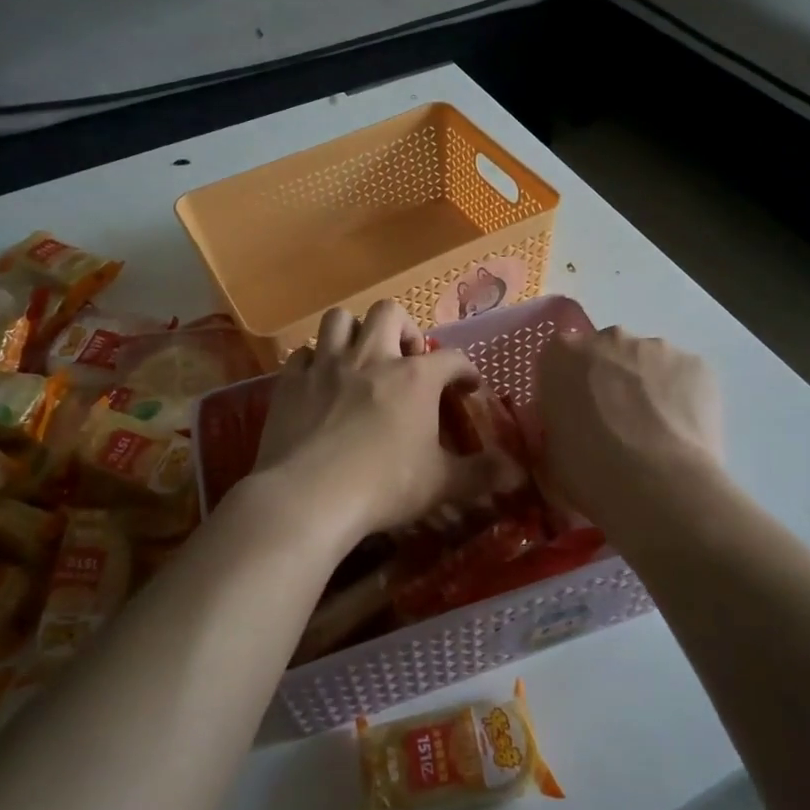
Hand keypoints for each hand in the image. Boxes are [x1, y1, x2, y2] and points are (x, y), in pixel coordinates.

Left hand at [252, 301, 515, 546]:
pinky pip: (302, 353)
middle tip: (407, 359)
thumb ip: (481, 474)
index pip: (451, 358)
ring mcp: (326, 365)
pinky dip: (314, 360)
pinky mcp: (291, 382)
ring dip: (354, 332)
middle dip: (403, 329)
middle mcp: (371, 358)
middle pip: (389, 313)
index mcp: (414, 378)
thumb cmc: (383, 486)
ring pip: (339, 320)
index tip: (467, 386)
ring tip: (361, 357)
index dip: (464, 370)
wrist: (308, 497)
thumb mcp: (441, 484)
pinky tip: (320, 380)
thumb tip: (518, 473)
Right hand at [537, 327, 723, 526]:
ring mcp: (656, 347)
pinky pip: (683, 377)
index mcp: (561, 354)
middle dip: (610, 379)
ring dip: (647, 387)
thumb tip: (570, 428)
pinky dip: (681, 398)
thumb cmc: (590, 471)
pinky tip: (682, 433)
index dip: (570, 387)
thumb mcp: (551, 454)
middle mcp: (608, 338)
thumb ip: (558, 426)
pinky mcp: (696, 364)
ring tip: (655, 433)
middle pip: (606, 352)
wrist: (659, 486)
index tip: (577, 414)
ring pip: (648, 362)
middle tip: (616, 422)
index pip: (560, 360)